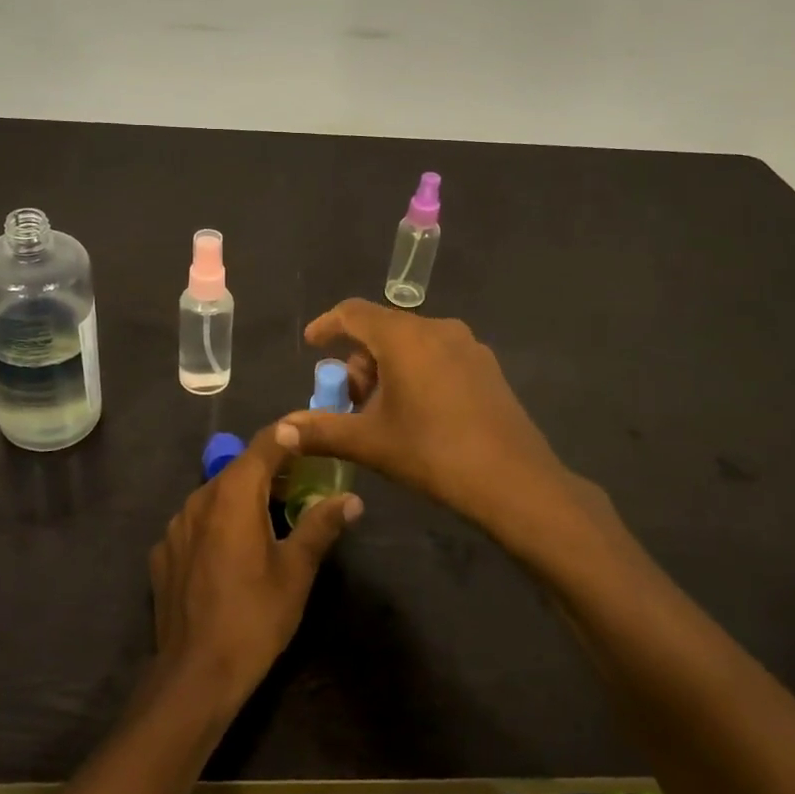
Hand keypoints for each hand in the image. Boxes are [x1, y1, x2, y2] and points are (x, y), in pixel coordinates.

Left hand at [149, 425, 362, 714]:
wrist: (195, 676)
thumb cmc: (254, 617)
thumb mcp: (296, 571)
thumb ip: (321, 526)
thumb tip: (352, 499)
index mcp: (233, 494)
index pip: (265, 444)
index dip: (290, 434)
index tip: (312, 432)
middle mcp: (199, 498)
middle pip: (239, 469)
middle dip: (271, 469)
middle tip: (302, 481)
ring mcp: (175, 526)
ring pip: (215, 495)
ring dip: (242, 497)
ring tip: (270, 516)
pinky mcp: (163, 552)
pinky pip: (196, 524)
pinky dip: (218, 524)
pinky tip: (232, 552)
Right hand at [275, 299, 583, 537]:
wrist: (514, 481)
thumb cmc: (433, 452)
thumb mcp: (370, 442)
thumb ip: (321, 431)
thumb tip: (281, 431)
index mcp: (403, 336)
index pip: (353, 312)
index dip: (327, 325)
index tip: (311, 344)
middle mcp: (436, 328)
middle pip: (383, 329)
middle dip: (359, 360)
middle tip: (350, 400)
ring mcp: (467, 345)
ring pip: (412, 343)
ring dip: (387, 368)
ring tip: (382, 412)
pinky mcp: (487, 367)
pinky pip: (438, 355)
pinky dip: (416, 372)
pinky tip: (419, 412)